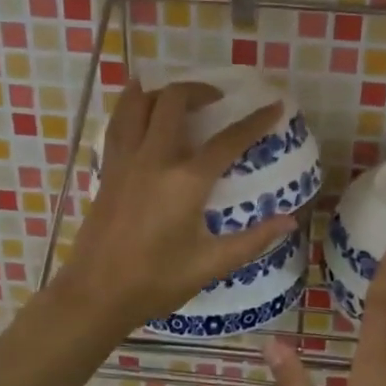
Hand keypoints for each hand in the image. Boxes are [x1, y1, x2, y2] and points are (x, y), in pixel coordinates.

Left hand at [57, 78, 296, 334]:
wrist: (95, 295)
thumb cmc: (156, 282)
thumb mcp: (211, 264)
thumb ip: (253, 240)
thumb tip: (290, 220)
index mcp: (186, 182)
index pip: (228, 140)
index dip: (255, 121)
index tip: (274, 105)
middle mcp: (154, 160)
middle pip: (174, 102)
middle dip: (200, 90)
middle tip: (217, 99)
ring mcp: (125, 161)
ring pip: (137, 103)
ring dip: (161, 91)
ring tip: (178, 96)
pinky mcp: (107, 170)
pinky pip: (118, 123)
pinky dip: (131, 106)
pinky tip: (138, 107)